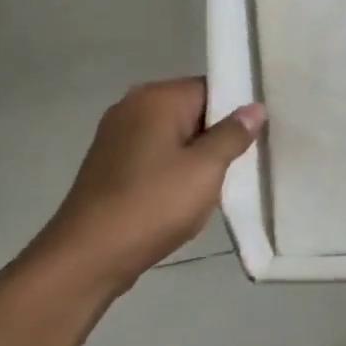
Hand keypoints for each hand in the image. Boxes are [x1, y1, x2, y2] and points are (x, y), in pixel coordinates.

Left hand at [33, 79, 264, 293]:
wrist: (87, 257)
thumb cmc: (153, 204)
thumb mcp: (206, 169)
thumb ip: (233, 134)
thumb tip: (254, 108)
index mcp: (156, 98)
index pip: (211, 88)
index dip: (237, 111)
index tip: (258, 137)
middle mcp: (133, 107)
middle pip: (192, 110)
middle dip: (217, 135)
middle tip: (244, 162)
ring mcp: (116, 136)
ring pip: (174, 136)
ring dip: (197, 156)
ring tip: (218, 182)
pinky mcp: (110, 164)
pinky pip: (155, 155)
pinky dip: (174, 169)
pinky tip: (186, 196)